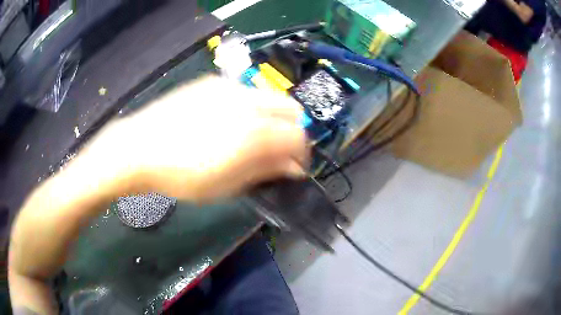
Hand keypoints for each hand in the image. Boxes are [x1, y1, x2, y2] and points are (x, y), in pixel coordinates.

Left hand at [87, 76, 308, 202]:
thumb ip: (265, 171)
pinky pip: (245, 91)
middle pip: (292, 109)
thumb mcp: (226, 185)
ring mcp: (229, 87)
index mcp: (254, 131)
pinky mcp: (212, 82)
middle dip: (293, 131)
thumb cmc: (181, 176)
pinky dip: (251, 107)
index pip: (299, 136)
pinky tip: (230, 122)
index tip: (293, 168)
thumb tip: (294, 167)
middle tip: (279, 151)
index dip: (302, 154)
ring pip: (270, 96)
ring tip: (255, 137)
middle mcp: (248, 101)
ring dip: (273, 118)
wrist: (139, 148)